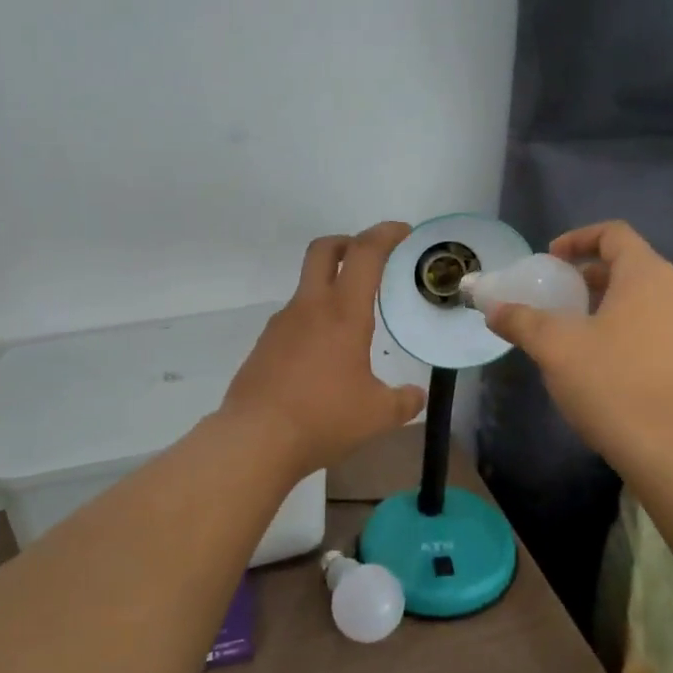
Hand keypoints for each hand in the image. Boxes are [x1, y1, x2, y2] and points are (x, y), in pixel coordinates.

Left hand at [221, 222, 428, 478]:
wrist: (255, 439)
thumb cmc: (323, 418)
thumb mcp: (377, 415)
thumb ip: (404, 401)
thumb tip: (416, 396)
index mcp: (343, 313)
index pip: (365, 254)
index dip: (385, 234)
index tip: (402, 232)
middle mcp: (309, 308)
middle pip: (324, 250)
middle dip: (348, 242)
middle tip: (370, 257)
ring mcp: (281, 324)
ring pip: (307, 287)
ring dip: (330, 287)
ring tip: (351, 323)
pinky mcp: (264, 345)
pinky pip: (294, 319)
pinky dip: (313, 321)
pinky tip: (323, 356)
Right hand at [483, 221, 672, 474]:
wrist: (671, 452)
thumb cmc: (611, 384)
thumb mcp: (554, 348)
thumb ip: (521, 321)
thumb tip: (493, 309)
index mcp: (649, 277)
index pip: (614, 234)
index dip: (578, 239)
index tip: (551, 260)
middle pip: (632, 268)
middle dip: (591, 277)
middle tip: (561, 298)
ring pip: (649, 302)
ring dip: (613, 306)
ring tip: (582, 332)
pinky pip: (662, 331)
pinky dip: (634, 332)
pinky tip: (611, 365)